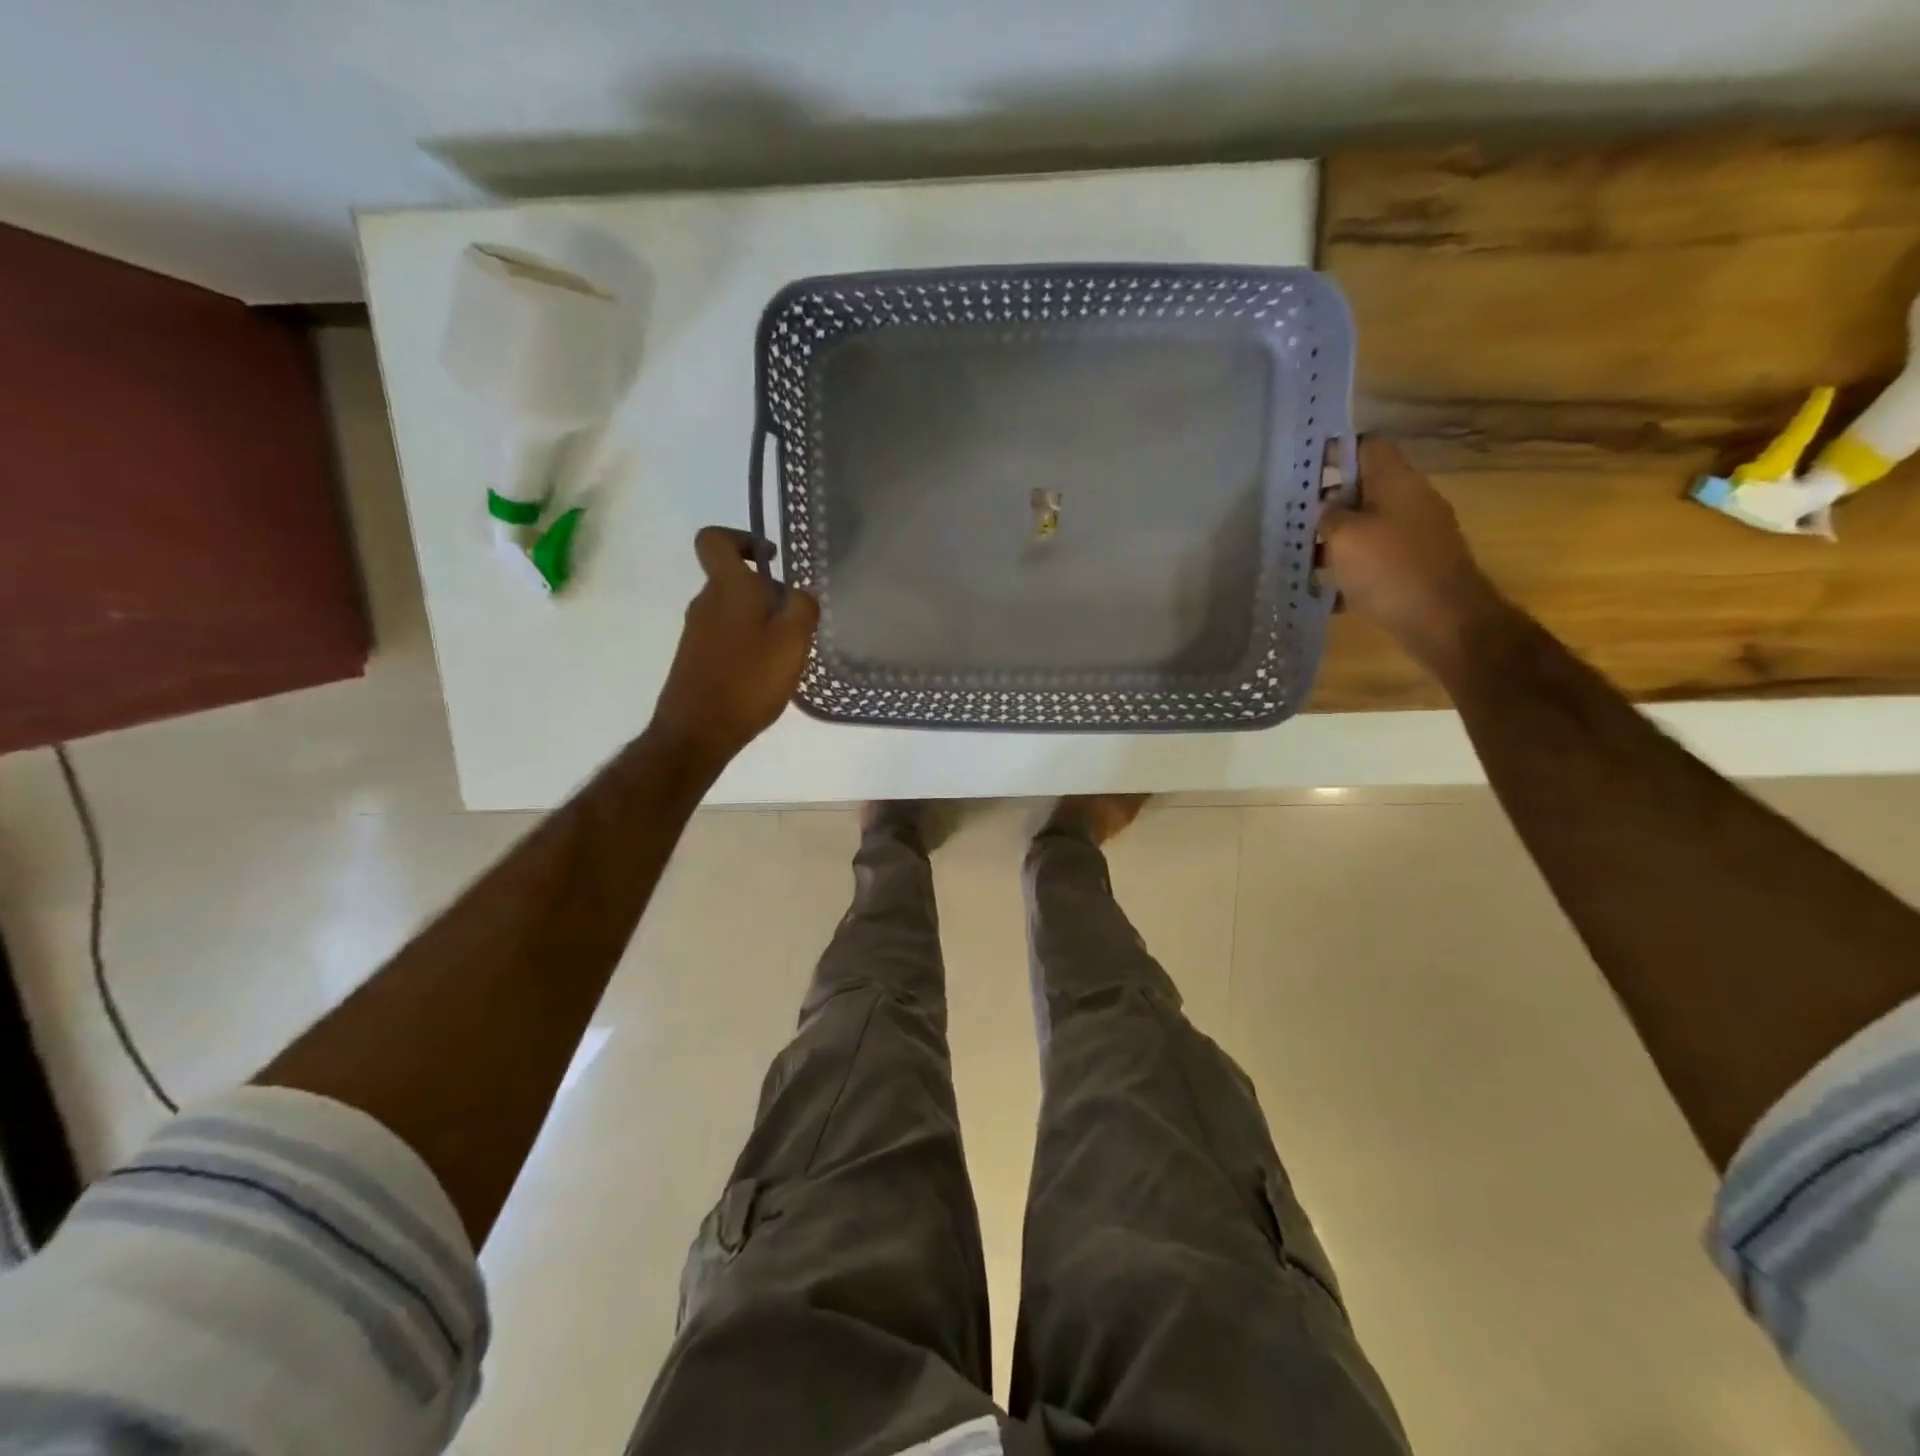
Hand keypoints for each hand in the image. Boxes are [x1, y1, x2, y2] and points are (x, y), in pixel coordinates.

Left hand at [648, 527, 819, 768]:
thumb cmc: (748, 680)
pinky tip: (765, 675)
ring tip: (785, 653)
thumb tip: (797, 595)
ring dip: (760, 622)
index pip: (715, 540)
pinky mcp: (695, 659)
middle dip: (766, 592)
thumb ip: (802, 607)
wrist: (697, 731)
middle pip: (733, 580)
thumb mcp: (792, 640)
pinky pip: (726, 638)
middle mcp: (705, 602)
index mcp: (727, 587)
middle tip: (795, 620)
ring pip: (733, 611)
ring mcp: (696, 632)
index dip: (742, 539)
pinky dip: (748, 646)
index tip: (769, 558)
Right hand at [1320, 439, 1504, 672]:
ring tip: (1300, 556)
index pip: (1366, 447)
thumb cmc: (1390, 569)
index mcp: (1396, 482)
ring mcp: (1416, 536)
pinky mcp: (1414, 567)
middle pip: (1364, 488)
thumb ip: (1328, 516)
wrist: (1444, 620)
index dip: (1334, 451)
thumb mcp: (1344, 537)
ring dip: (1335, 539)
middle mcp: (1410, 501)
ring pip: (1367, 526)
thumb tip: (1326, 508)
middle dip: (1328, 501)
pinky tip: (1324, 589)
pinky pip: (1375, 559)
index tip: (1303, 466)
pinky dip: (1350, 569)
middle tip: (1291, 516)